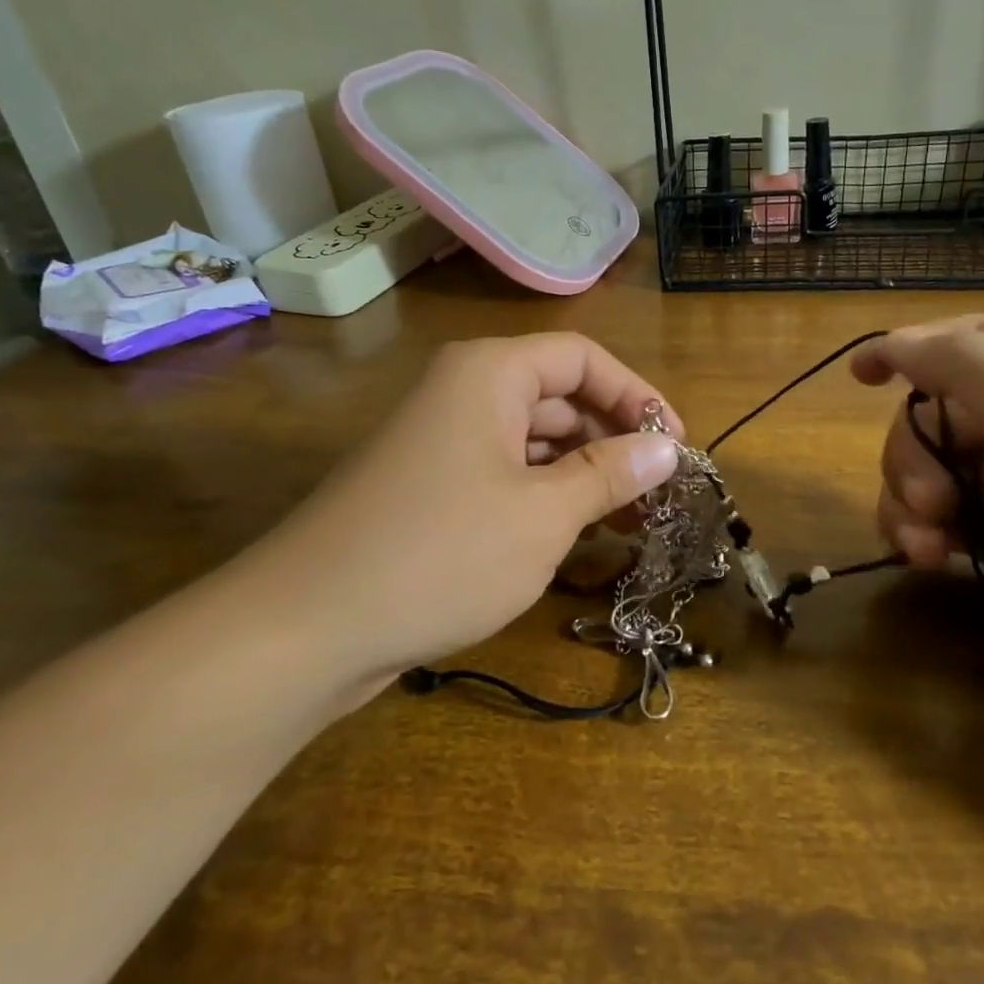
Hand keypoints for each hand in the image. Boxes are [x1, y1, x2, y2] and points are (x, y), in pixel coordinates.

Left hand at [249, 333, 682, 679]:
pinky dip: (544, 497)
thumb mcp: (543, 515)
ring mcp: (441, 441)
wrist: (307, 626)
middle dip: (613, 441)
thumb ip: (610, 474)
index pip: (582, 358)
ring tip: (629, 524)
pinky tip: (575, 537)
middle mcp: (463, 392)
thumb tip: (667, 448)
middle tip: (658, 497)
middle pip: (558, 397)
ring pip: (532, 441)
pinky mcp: (428, 487)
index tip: (676, 447)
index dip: (637, 395)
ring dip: (582, 475)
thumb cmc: (441, 554)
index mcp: (489, 373)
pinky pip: (503, 474)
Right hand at [852, 316, 983, 763]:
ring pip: (925, 465)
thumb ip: (968, 365)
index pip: (969, 337)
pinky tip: (933, 561)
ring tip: (928, 544)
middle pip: (936, 408)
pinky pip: (934, 515)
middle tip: (929, 501)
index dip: (909, 347)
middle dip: (911, 450)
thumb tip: (898, 342)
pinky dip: (917, 533)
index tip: (858, 377)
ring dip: (906, 499)